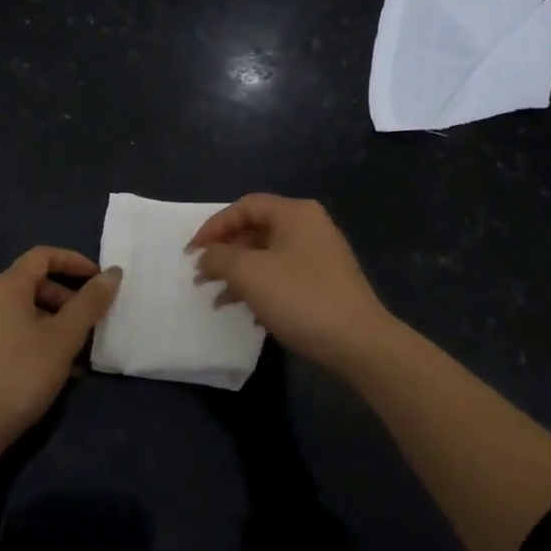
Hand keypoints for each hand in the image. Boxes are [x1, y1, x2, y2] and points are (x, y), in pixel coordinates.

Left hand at [0, 246, 120, 447]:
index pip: (43, 255)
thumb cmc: (20, 373)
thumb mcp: (63, 337)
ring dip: (56, 323)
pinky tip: (57, 370)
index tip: (99, 279)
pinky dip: (38, 339)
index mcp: (7, 286)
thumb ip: (89, 303)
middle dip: (68, 297)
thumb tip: (113, 272)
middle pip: (34, 283)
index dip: (74, 262)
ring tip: (79, 351)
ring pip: (26, 312)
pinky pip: (14, 333)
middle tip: (92, 320)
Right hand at [189, 195, 402, 377]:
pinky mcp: (325, 282)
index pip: (244, 207)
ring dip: (239, 273)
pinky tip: (248, 313)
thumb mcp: (250, 274)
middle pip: (256, 229)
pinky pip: (283, 274)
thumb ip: (219, 258)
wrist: (359, 343)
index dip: (213, 227)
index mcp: (294, 213)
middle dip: (225, 252)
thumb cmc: (300, 298)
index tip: (192, 253)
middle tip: (202, 275)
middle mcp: (309, 226)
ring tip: (217, 298)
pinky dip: (260, 288)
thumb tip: (206, 257)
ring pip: (268, 255)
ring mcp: (320, 255)